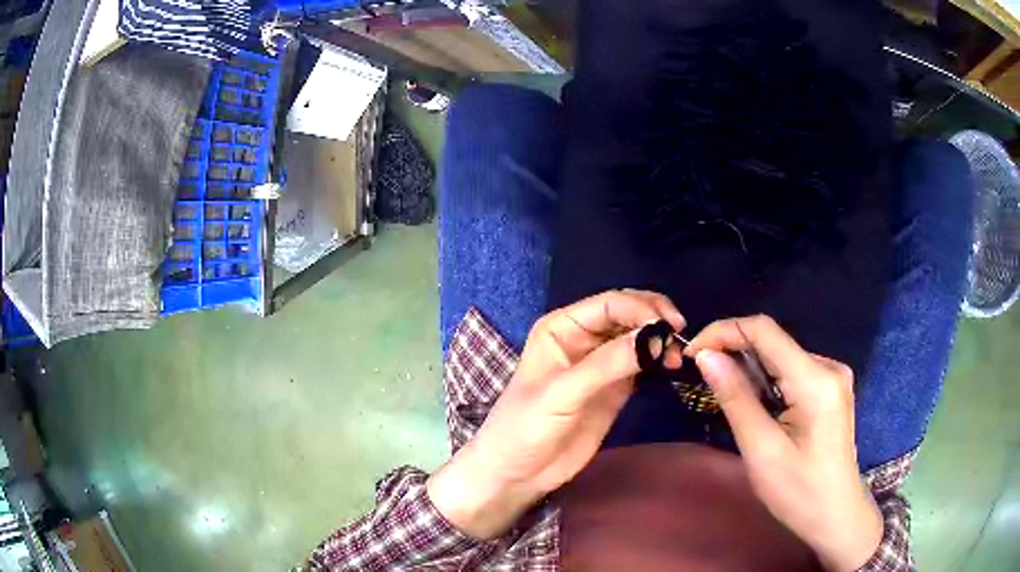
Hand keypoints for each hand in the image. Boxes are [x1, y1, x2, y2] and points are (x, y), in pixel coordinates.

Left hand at [427, 290, 684, 538]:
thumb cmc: (525, 426)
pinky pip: (641, 365)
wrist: (518, 472)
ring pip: (637, 339)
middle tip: (680, 337)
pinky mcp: (614, 389)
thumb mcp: (562, 393)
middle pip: (627, 316)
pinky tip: (671, 366)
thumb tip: (653, 336)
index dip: (641, 308)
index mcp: (562, 327)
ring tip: (679, 356)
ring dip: (660, 341)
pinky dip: (657, 362)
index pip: (609, 304)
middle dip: (655, 320)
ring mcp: (600, 364)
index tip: (669, 326)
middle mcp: (583, 338)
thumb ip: (606, 365)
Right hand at [686, 315, 882, 571]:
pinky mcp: (831, 390)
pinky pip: (792, 372)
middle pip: (773, 342)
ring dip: (750, 370)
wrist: (836, 515)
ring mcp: (833, 377)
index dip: (724, 331)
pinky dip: (767, 382)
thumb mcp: (761, 449)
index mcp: (815, 379)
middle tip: (702, 377)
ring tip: (727, 396)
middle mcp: (828, 366)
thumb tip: (706, 356)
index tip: (692, 353)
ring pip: (781, 357)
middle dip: (734, 352)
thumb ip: (735, 398)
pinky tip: (757, 406)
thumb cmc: (798, 492)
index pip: (764, 331)